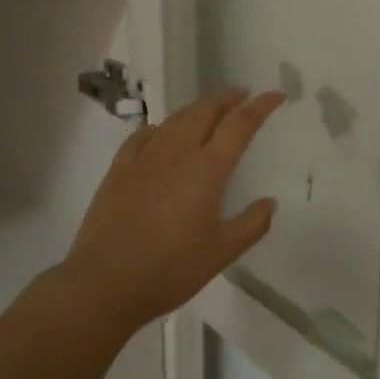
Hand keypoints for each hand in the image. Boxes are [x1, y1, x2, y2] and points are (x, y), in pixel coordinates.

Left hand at [57, 89, 284, 335]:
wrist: (103, 283)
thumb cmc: (170, 269)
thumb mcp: (222, 252)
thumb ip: (252, 224)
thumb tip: (269, 202)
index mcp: (208, 169)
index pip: (240, 124)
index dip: (260, 106)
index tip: (276, 95)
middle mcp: (178, 152)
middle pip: (206, 110)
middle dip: (228, 99)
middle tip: (243, 97)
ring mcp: (145, 157)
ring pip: (176, 118)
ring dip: (199, 108)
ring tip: (211, 110)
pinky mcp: (119, 168)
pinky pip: (145, 134)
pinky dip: (162, 126)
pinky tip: (162, 132)